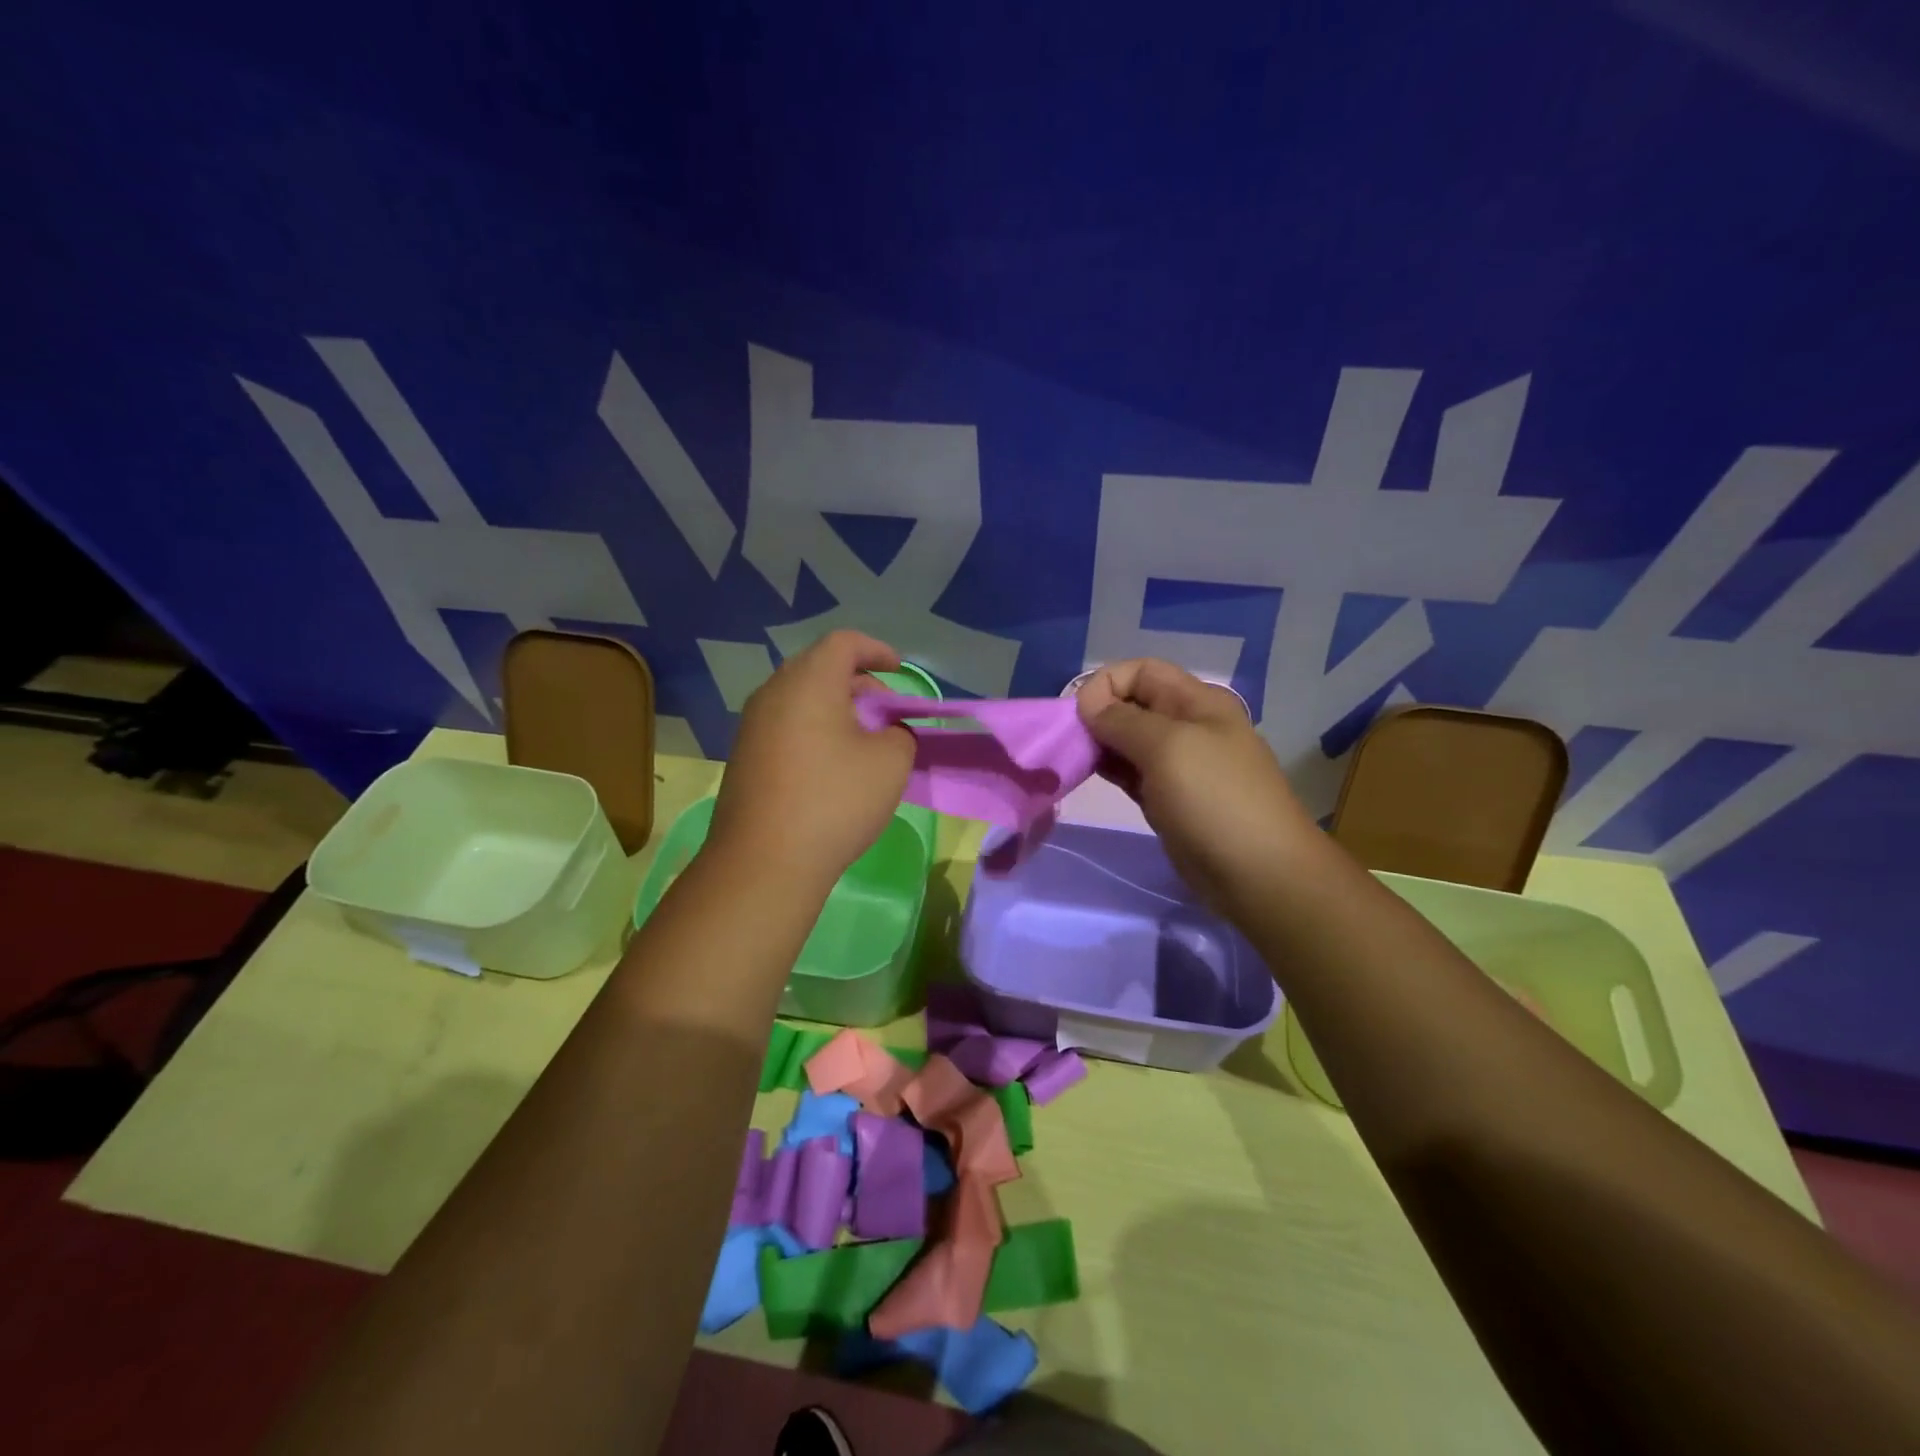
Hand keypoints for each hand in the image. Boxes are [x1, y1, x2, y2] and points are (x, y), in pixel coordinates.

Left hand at [707, 631, 915, 894]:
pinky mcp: (744, 756)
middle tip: (885, 710)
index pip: (844, 642)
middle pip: (819, 667)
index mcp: (809, 681)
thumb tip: (885, 732)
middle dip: (858, 681)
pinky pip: (785, 724)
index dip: (876, 650)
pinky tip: (831, 764)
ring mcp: (752, 725)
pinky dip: (813, 729)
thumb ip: (899, 733)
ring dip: (835, 707)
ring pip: (800, 697)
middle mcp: (773, 693)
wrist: (764, 862)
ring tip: (862, 739)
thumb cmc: (835, 801)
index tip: (898, 670)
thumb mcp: (891, 762)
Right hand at [1076, 659, 1315, 911]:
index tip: (1078, 715)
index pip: (1142, 671)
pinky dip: (1110, 770)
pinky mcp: (1169, 799)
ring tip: (1072, 761)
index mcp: (1197, 702)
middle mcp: (1188, 726)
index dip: (1107, 684)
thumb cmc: (1215, 801)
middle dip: (1098, 714)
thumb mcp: (1168, 748)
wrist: (1259, 874)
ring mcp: (1180, 765)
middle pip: (1133, 704)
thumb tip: (1087, 702)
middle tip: (1068, 742)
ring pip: (1130, 741)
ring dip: (1100, 744)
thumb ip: (1123, 720)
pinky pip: (1133, 773)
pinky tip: (1089, 777)